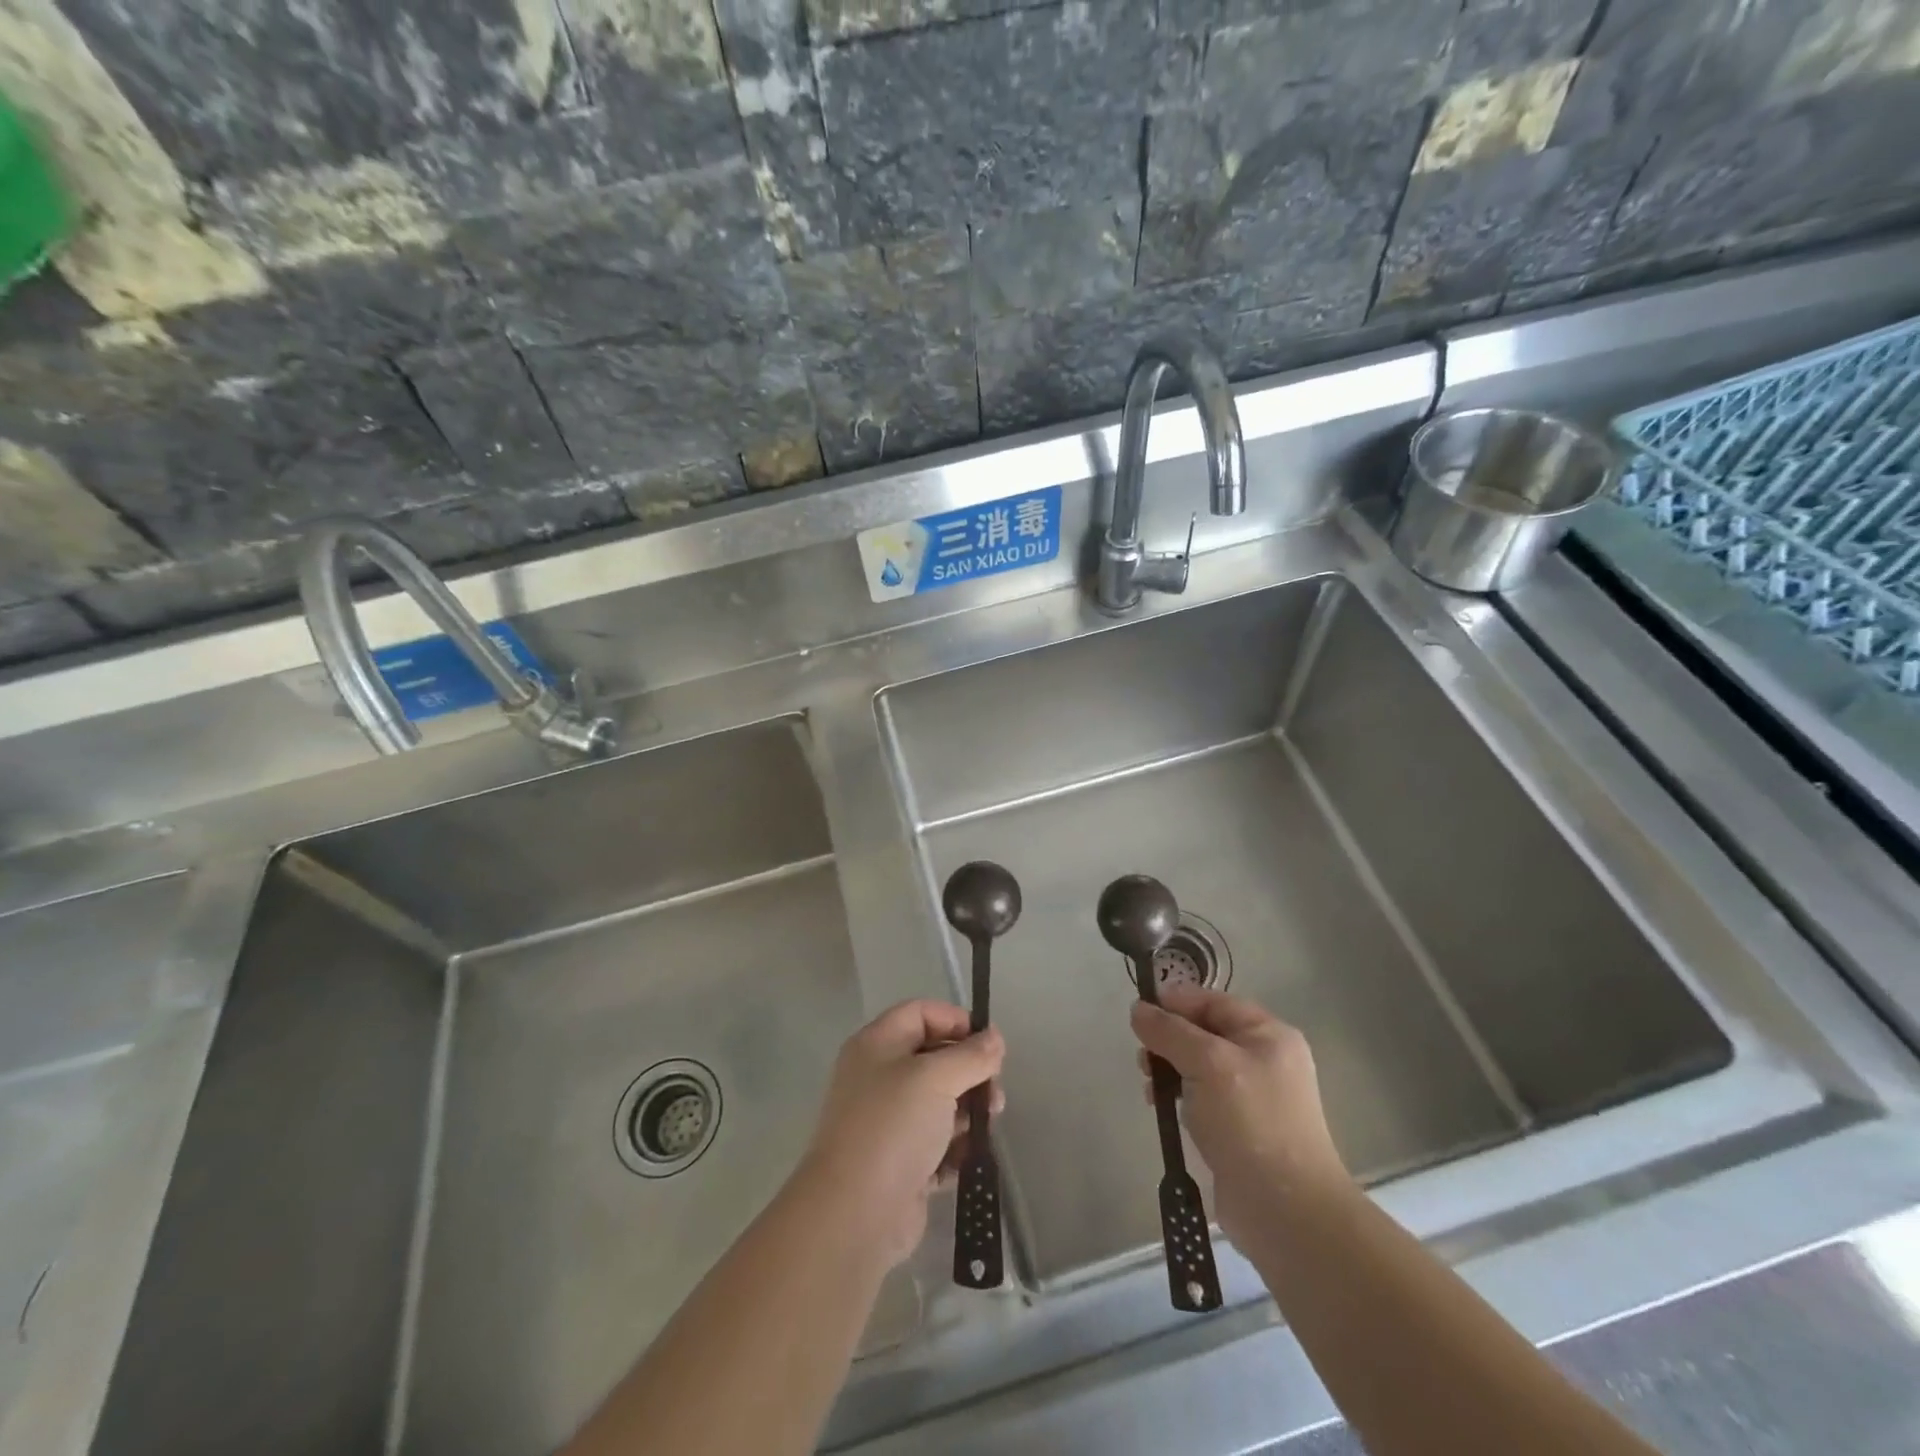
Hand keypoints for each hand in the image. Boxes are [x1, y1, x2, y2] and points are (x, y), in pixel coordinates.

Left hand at [799, 1000, 1004, 1268]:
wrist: (855, 1214)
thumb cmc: (893, 1127)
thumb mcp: (936, 1078)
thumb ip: (971, 1055)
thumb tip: (994, 1038)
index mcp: (877, 1045)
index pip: (921, 1014)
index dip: (955, 1021)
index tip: (989, 1045)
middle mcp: (879, 1077)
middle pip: (933, 1058)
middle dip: (969, 1070)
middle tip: (995, 1091)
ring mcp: (888, 1122)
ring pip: (938, 1103)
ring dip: (967, 1110)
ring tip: (988, 1124)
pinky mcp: (900, 1163)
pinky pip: (936, 1144)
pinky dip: (955, 1147)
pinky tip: (971, 1156)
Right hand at [1131, 986, 1349, 1247]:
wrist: (1286, 1211)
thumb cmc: (1250, 1122)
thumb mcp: (1207, 1063)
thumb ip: (1169, 1031)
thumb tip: (1138, 1009)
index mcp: (1267, 1034)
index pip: (1212, 1001)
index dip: (1174, 1003)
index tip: (1138, 1016)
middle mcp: (1264, 1059)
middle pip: (1203, 1032)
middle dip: (1168, 1040)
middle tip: (1144, 1060)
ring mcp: (1253, 1096)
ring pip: (1198, 1066)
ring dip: (1169, 1070)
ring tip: (1150, 1090)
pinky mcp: (1240, 1129)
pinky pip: (1201, 1097)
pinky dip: (1179, 1097)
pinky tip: (1162, 1109)